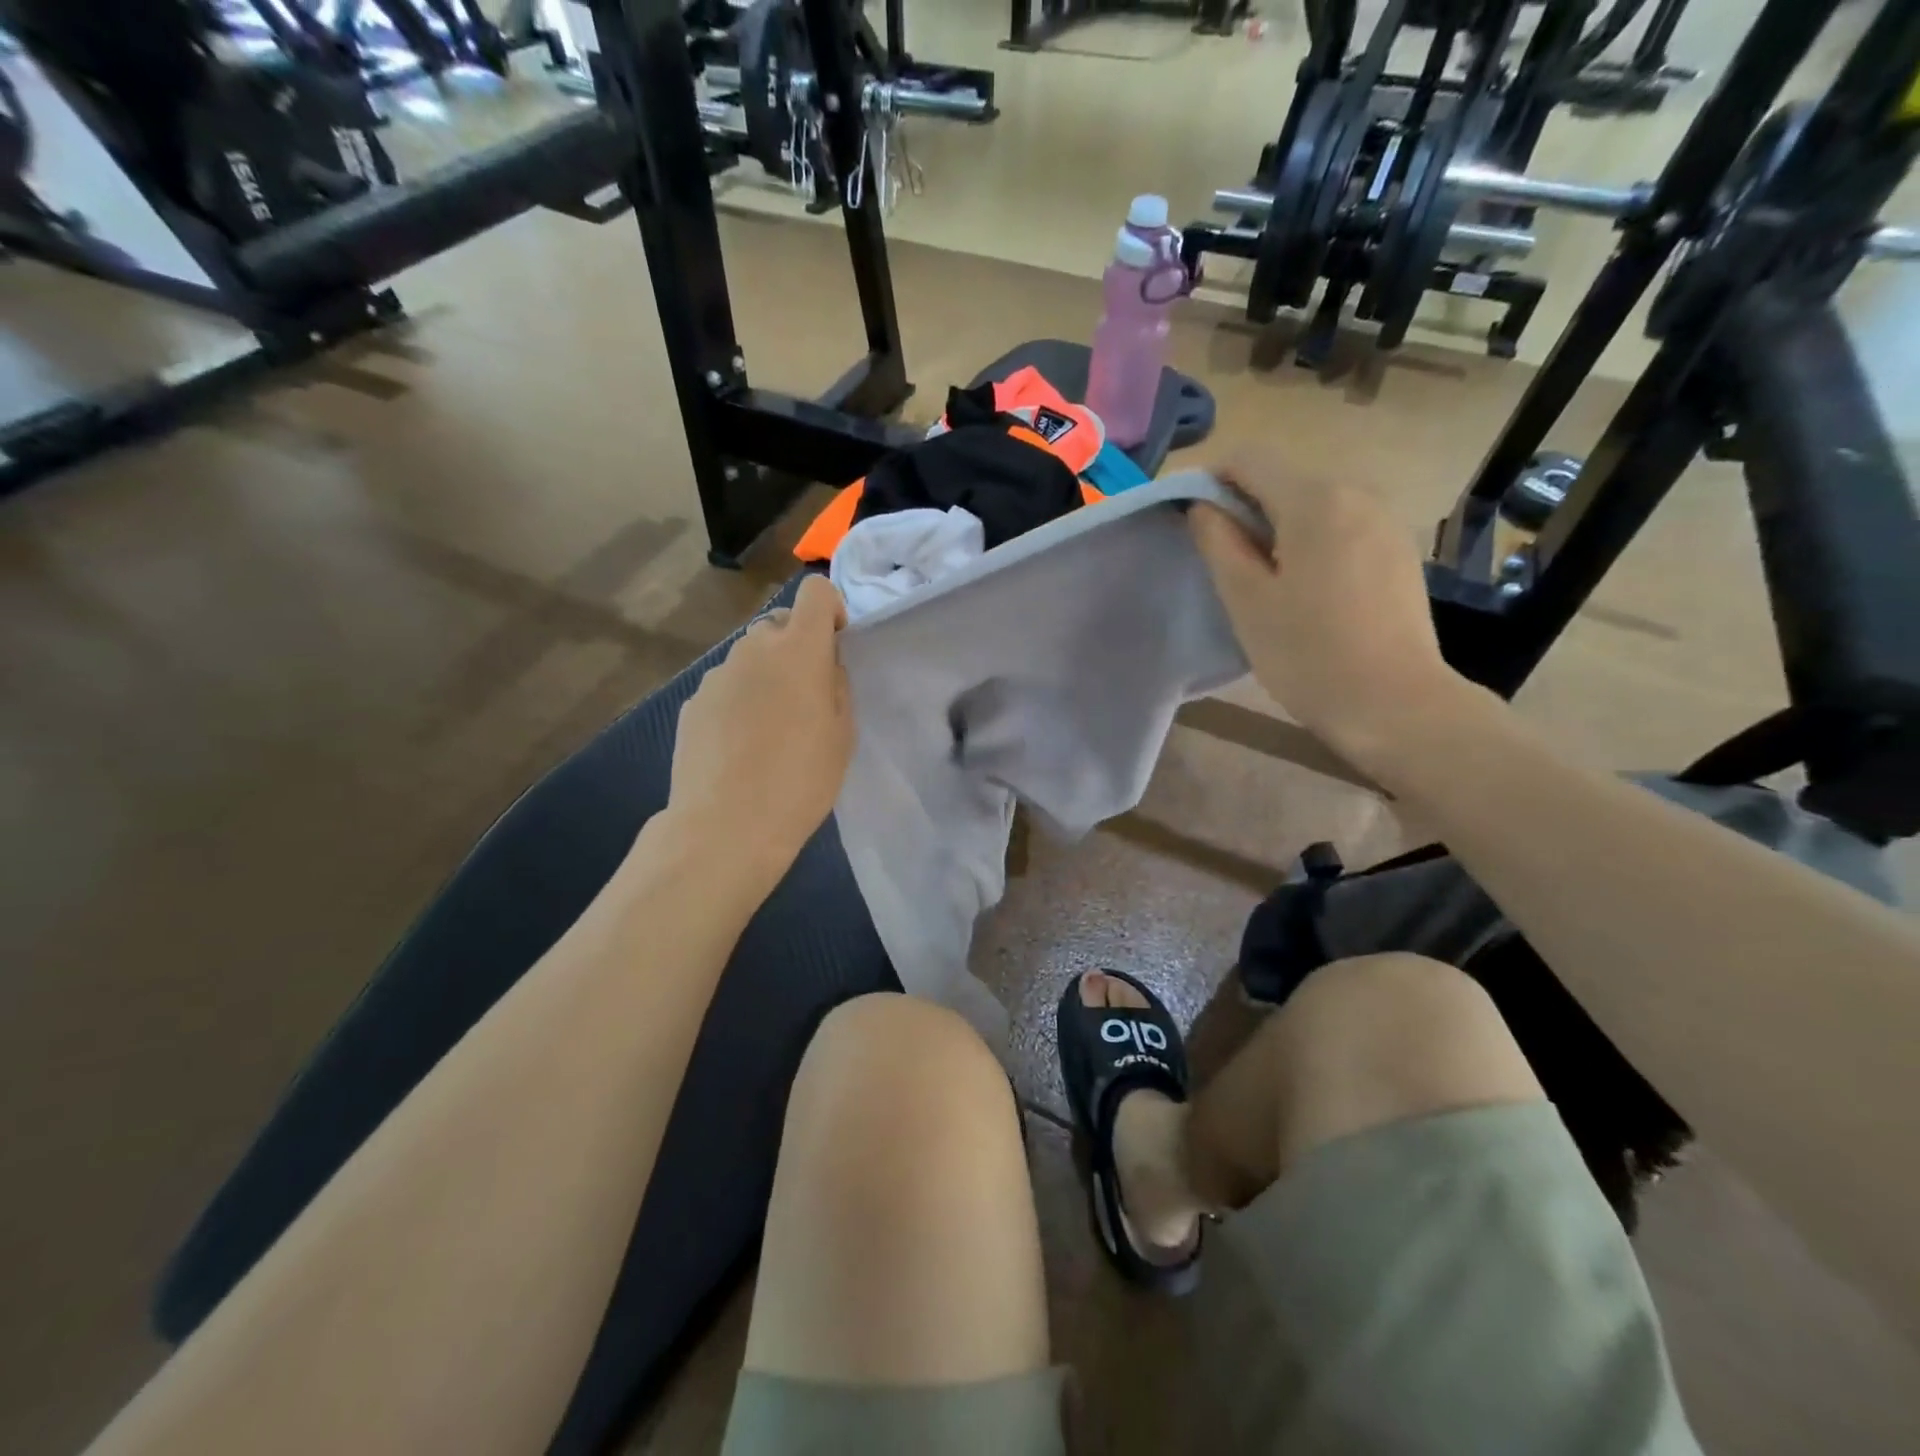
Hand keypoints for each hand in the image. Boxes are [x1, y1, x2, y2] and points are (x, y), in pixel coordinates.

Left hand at [666, 575, 855, 888]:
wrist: (726, 826)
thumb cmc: (801, 780)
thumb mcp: (842, 733)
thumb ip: (836, 684)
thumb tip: (824, 664)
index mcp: (799, 649)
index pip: (815, 591)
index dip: (831, 611)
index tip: (835, 647)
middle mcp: (753, 649)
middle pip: (779, 625)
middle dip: (796, 648)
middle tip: (805, 698)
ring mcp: (716, 675)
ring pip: (750, 659)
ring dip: (765, 676)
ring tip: (770, 730)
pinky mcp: (693, 703)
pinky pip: (726, 688)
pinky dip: (738, 702)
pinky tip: (740, 748)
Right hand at [1190, 458, 1463, 764]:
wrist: (1395, 705)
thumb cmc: (1308, 653)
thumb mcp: (1247, 599)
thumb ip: (1218, 542)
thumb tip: (1203, 506)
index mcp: (1315, 499)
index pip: (1249, 459)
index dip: (1210, 479)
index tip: (1190, 520)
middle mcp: (1357, 493)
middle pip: (1284, 479)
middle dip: (1244, 506)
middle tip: (1220, 560)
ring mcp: (1385, 521)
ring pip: (1313, 505)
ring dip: (1276, 527)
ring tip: (1261, 580)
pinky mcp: (1398, 551)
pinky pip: (1341, 528)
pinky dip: (1310, 542)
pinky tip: (1305, 589)